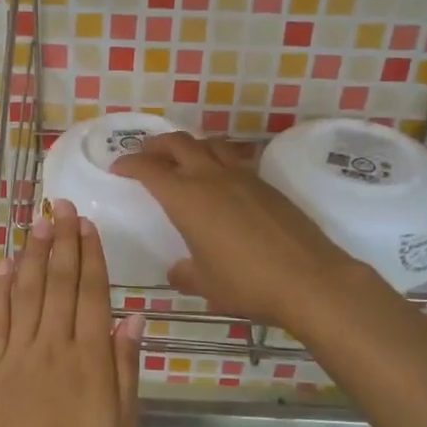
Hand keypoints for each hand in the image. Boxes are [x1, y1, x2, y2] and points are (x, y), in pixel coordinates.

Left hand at [0, 199, 143, 426]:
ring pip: (25, 291)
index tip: (87, 224)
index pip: (90, 293)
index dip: (90, 256)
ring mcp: (16, 354)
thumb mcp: (123, 425)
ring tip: (37, 222)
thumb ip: (126, 368)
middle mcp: (51, 345)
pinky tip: (3, 264)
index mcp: (88, 359)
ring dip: (32, 253)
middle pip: (57, 282)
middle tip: (61, 206)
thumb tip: (132, 318)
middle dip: (61, 241)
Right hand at [112, 132, 361, 331]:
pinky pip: (234, 159)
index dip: (129, 164)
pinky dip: (218, 159)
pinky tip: (221, 179)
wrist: (309, 279)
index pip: (149, 169)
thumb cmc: (246, 282)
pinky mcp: (267, 184)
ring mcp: (243, 177)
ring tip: (183, 157)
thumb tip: (177, 271)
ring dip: (191, 145)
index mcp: (186, 198)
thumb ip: (185, 274)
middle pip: (178, 143)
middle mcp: (211, 177)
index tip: (118, 167)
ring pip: (210, 143)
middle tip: (145, 153)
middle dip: (156, 144)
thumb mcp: (206, 283)